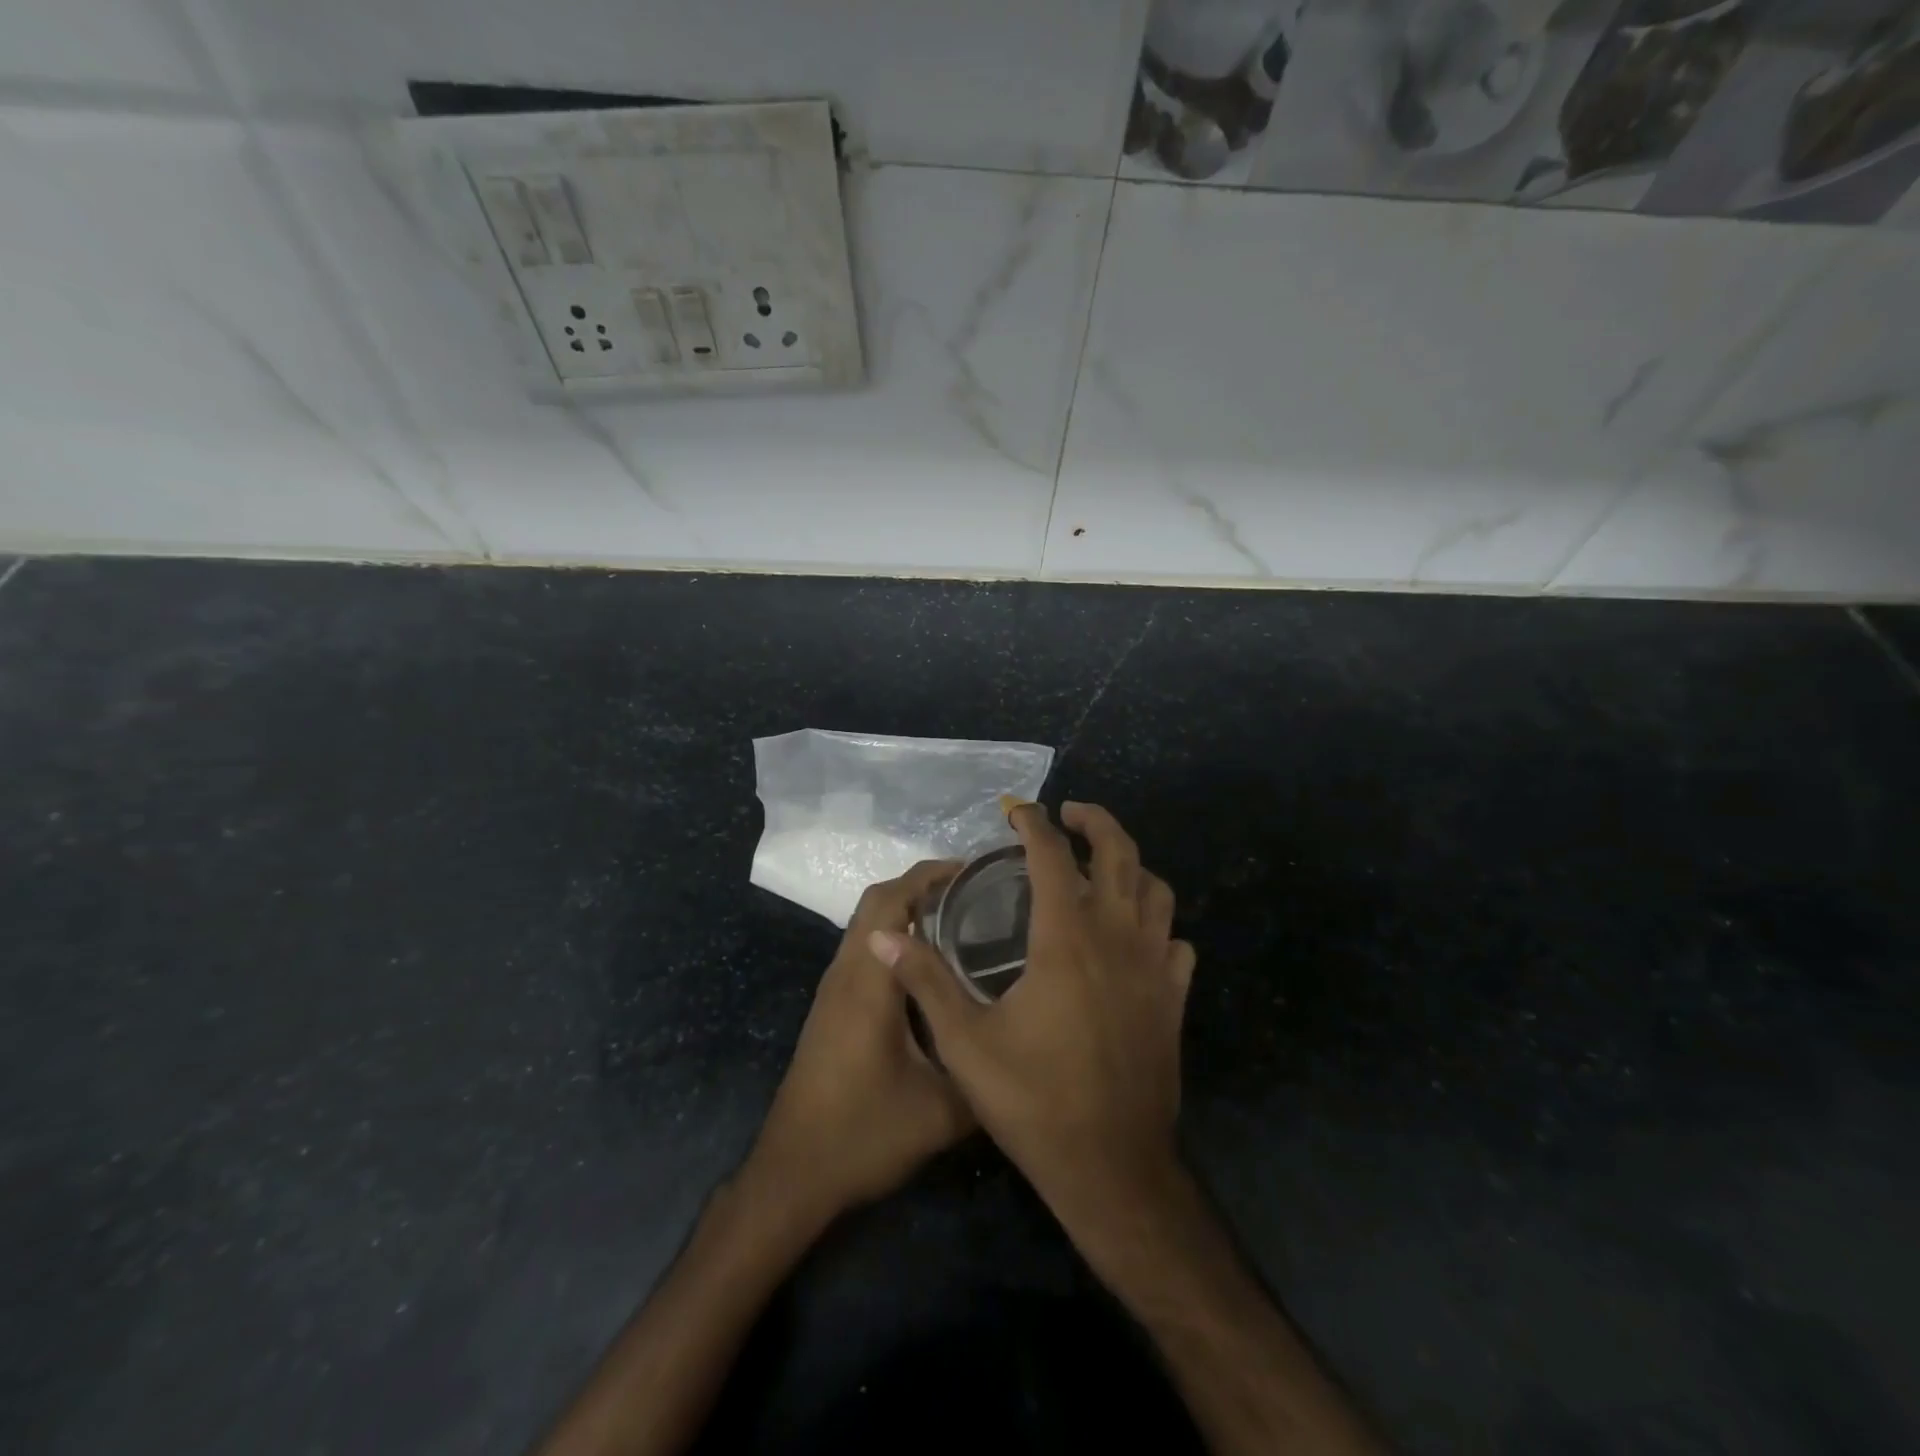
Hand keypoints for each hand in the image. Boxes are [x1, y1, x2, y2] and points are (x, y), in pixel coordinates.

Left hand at [744, 860, 974, 1223]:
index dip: (928, 876)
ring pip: (867, 927)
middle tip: (972, 891)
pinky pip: (864, 952)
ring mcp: (834, 992)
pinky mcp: (832, 1010)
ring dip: (905, 911)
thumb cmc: (863, 1134)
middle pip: (875, 904)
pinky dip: (895, 939)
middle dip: (920, 885)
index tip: (971, 870)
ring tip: (959, 918)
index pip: (891, 902)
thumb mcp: (941, 1111)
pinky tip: (929, 967)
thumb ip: (984, 1073)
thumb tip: (1022, 1045)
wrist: (793, 1174)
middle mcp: (846, 974)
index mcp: (868, 982)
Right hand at [872, 803, 1194, 1222]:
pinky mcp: (1173, 999)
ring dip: (1131, 867)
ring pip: (1156, 891)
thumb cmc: (1034, 1102)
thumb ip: (925, 982)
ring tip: (1102, 868)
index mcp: (1066, 939)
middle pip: (1121, 853)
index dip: (1034, 824)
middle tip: (1068, 816)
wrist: (1112, 1168)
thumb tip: (883, 937)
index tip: (1017, 811)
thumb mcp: (965, 1044)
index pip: (1053, 856)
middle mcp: (1117, 938)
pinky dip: (1157, 925)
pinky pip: (1175, 942)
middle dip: (1096, 822)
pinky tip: (1135, 938)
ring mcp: (1154, 968)